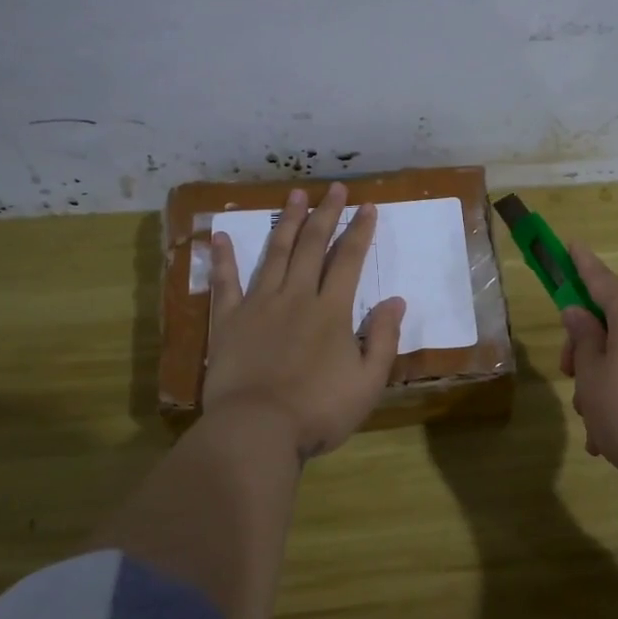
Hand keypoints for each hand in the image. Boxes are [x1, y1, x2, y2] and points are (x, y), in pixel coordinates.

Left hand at [205, 182, 406, 458]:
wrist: (257, 430)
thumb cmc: (319, 410)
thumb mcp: (369, 382)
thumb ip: (384, 338)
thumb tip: (395, 300)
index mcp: (332, 310)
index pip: (349, 260)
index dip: (360, 231)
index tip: (368, 207)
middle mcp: (296, 296)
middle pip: (312, 246)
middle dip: (326, 214)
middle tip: (334, 188)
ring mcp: (259, 305)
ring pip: (275, 253)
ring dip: (287, 222)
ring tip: (295, 195)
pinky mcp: (228, 321)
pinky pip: (225, 282)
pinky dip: (224, 258)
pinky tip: (221, 235)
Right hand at [559, 243, 617, 492]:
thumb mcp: (592, 378)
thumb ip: (583, 340)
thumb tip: (579, 313)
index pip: (602, 280)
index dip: (582, 265)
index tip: (571, 244)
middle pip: (613, 322)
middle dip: (585, 347)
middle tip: (568, 376)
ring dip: (602, 381)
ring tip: (591, 425)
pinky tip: (609, 438)